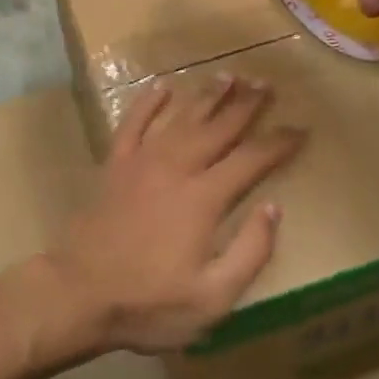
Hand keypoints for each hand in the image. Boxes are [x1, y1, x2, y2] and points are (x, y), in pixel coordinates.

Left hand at [46, 78, 302, 355]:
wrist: (79, 293)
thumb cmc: (149, 303)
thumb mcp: (213, 298)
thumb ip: (250, 252)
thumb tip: (273, 208)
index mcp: (204, 199)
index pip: (251, 160)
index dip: (278, 143)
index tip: (300, 128)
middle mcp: (176, 168)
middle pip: (218, 129)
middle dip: (246, 105)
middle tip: (267, 84)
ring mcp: (142, 162)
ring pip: (181, 118)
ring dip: (207, 96)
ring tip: (229, 76)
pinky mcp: (115, 164)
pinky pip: (133, 123)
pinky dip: (147, 103)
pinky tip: (161, 86)